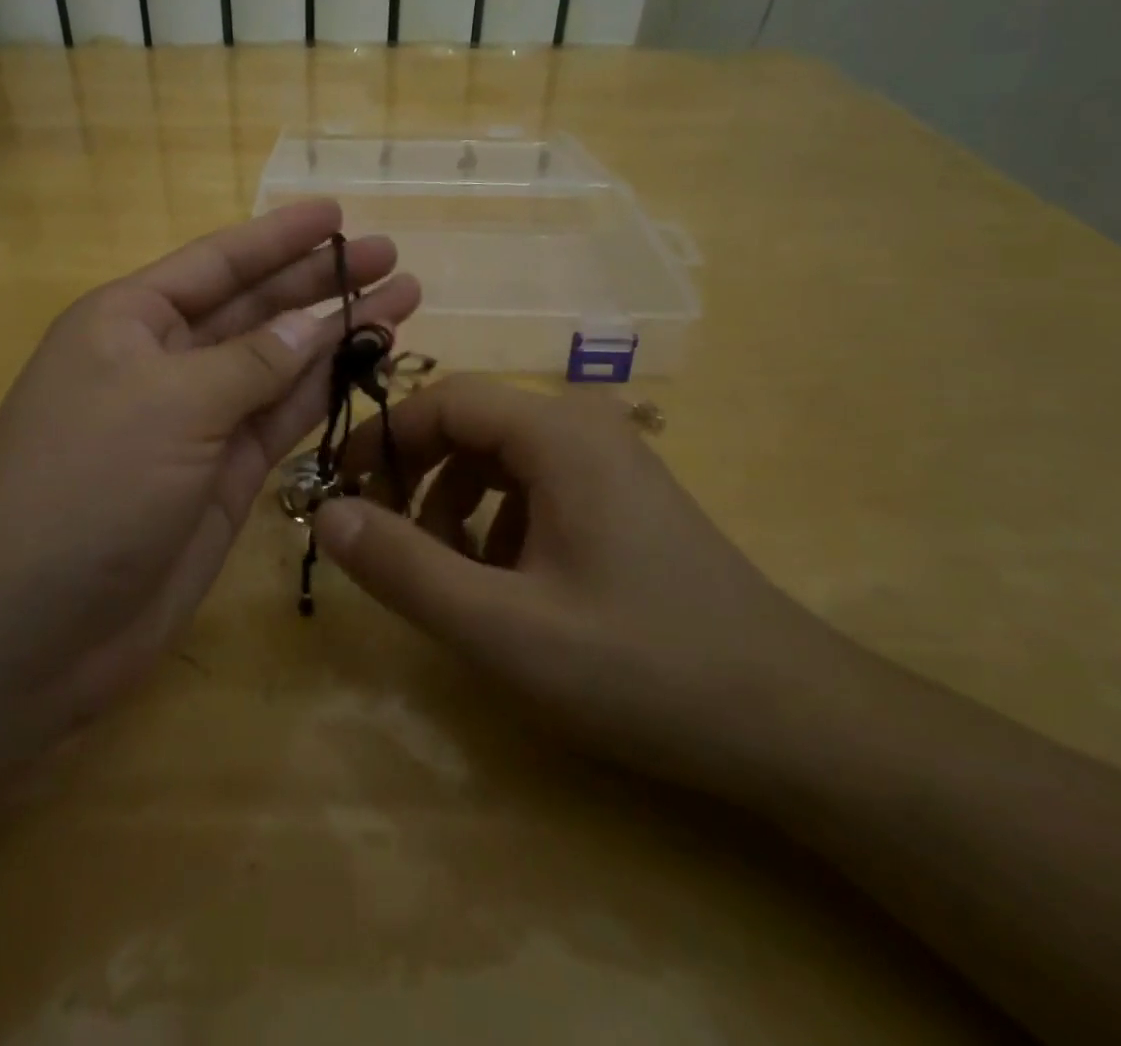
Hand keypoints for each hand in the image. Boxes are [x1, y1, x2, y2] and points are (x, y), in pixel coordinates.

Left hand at [0, 200, 418, 741]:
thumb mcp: (170, 403)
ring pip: (280, 363)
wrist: (36, 627)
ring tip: (402, 301)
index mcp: (131, 322)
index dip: (279, 236)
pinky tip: (368, 362)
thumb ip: (252, 362)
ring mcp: (199, 422)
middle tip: (391, 255)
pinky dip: (325, 391)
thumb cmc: (88, 486)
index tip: (338, 213)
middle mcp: (166, 362)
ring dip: (336, 333)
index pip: (218, 262)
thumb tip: (313, 323)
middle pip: (257, 308)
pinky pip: (283, 419)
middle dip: (321, 281)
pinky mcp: (226, 476)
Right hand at [314, 376, 833, 785]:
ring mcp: (610, 462)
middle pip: (470, 426)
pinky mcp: (622, 499)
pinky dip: (497, 525)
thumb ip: (404, 567)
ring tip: (448, 578)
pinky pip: (534, 489)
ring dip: (454, 508)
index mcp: (557, 432)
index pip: (442, 398)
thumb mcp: (502, 627)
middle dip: (416, 478)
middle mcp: (584, 427)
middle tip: (384, 542)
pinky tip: (506, 588)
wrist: (794, 721)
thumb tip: (326, 513)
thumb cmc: (642, 666)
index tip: (341, 491)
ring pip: (499, 461)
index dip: (383, 439)